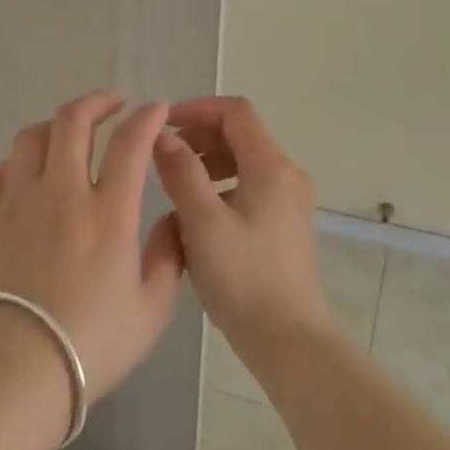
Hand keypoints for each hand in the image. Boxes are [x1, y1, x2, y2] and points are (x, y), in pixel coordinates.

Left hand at [0, 94, 184, 402]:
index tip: (156, 109)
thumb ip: (168, 256)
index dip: (147, 117)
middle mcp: (62, 193)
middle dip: (97, 103)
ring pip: (32, 137)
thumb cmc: (93, 344)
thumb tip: (171, 220)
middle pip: (73, 122)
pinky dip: (20, 161)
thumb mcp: (152, 309)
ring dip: (56, 125)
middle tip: (113, 105)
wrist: (20, 368)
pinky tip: (30, 174)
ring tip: (70, 134)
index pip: (130, 144)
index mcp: (108, 214)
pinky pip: (1, 170)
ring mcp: (19, 201)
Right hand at [151, 96, 327, 347]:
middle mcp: (286, 177)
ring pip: (243, 162)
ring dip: (206, 162)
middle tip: (162, 155)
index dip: (196, 109)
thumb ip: (181, 172)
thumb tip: (164, 136)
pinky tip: (195, 216)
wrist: (288, 340)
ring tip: (174, 185)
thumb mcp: (203, 222)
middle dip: (198, 136)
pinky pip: (248, 188)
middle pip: (240, 134)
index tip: (161, 125)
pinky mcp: (283, 225)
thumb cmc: (243, 278)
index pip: (235, 112)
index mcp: (272, 168)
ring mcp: (288, 202)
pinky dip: (219, 187)